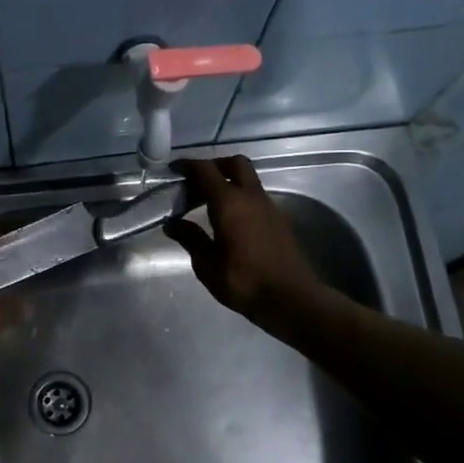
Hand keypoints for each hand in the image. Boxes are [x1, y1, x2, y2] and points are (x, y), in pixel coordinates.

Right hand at [164, 156, 322, 323]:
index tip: (174, 169)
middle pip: (235, 163)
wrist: (290, 298)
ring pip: (249, 179)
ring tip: (210, 203)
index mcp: (229, 202)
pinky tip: (231, 220)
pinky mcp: (280, 220)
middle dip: (215, 165)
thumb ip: (190, 238)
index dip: (188, 165)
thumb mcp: (207, 265)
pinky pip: (257, 197)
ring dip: (230, 182)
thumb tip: (173, 224)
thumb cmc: (243, 281)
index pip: (206, 170)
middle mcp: (251, 197)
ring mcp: (269, 206)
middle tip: (197, 182)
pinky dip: (241, 198)